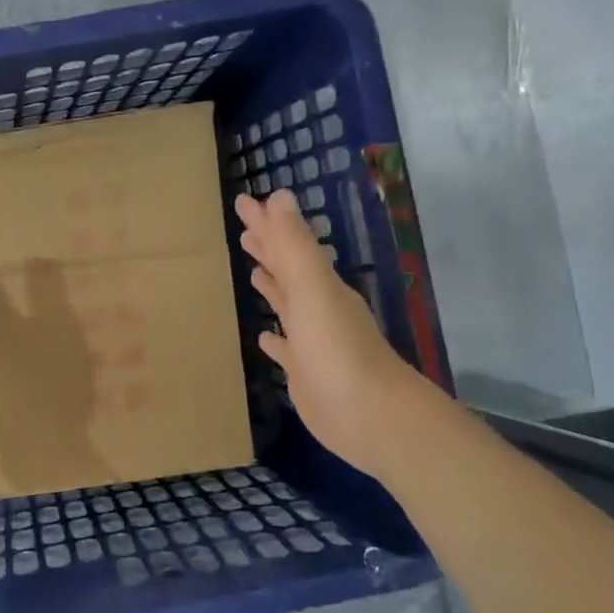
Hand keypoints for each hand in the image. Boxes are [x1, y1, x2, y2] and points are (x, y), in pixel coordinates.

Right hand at [236, 189, 415, 467]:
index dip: (265, 223)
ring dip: (272, 288)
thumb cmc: (337, 349)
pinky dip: (274, 340)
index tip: (243, 201)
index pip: (287, 245)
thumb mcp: (313, 290)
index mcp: (319, 286)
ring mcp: (313, 342)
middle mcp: (317, 308)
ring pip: (287, 305)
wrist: (370, 416)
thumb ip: (295, 246)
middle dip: (268, 249)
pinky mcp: (305, 373)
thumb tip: (280, 196)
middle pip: (288, 270)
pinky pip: (285, 349)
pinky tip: (263, 338)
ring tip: (252, 272)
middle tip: (243, 230)